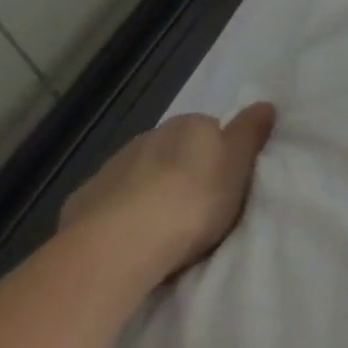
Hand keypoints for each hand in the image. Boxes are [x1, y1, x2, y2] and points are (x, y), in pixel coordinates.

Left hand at [60, 103, 277, 283]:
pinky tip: (129, 238)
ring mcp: (112, 167)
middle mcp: (150, 136)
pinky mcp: (82, 201)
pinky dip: (121, 212)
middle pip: (176, 151)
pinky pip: (111, 201)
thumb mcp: (239, 165)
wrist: (119, 243)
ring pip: (141, 174)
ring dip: (152, 191)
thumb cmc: (193, 199)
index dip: (222, 155)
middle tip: (200, 207)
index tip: (228, 184)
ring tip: (164, 227)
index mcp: (190, 124)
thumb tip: (266, 104)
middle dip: (185, 172)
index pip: (212, 129)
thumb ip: (251, 133)